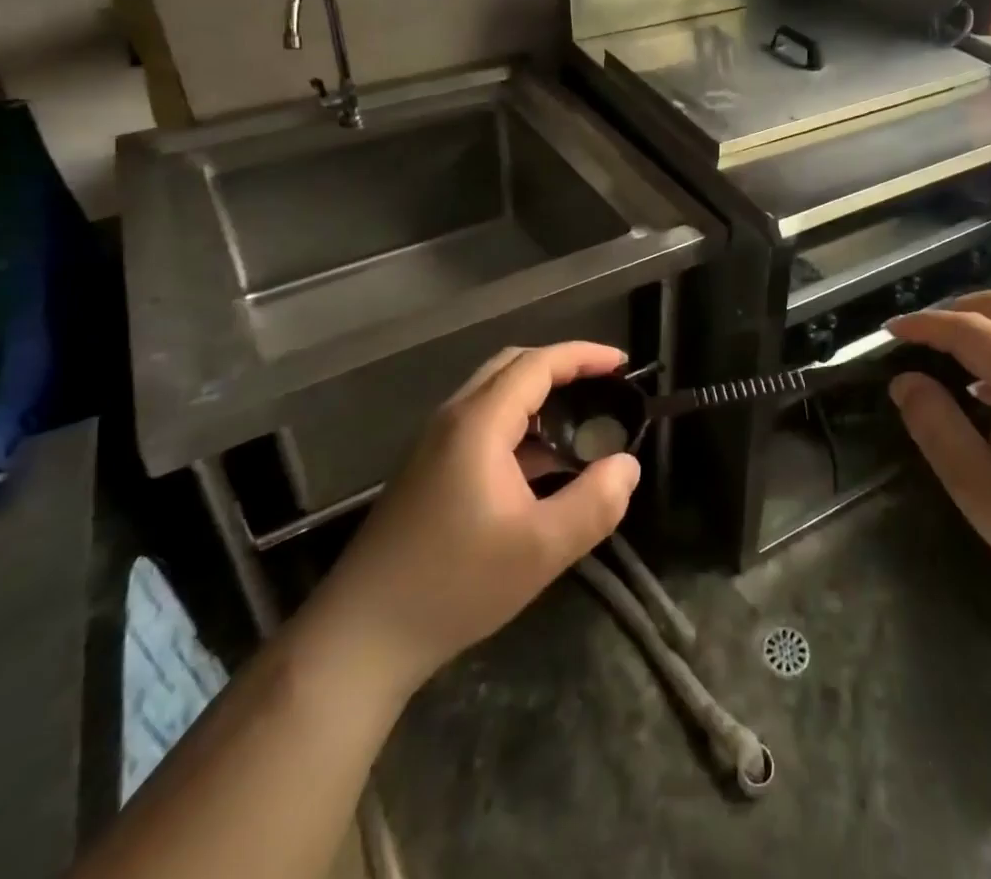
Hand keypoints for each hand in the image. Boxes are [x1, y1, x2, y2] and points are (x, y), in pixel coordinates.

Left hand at [312, 342, 640, 689]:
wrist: (362, 636)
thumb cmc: (454, 584)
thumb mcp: (541, 549)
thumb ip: (595, 503)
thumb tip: (628, 466)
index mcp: (479, 422)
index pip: (537, 364)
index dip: (583, 356)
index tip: (622, 365)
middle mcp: (454, 419)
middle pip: (513, 368)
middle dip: (562, 368)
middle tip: (604, 387)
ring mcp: (435, 445)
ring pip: (495, 397)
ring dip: (540, 398)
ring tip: (582, 424)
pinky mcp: (429, 471)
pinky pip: (483, 426)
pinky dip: (520, 427)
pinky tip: (543, 466)